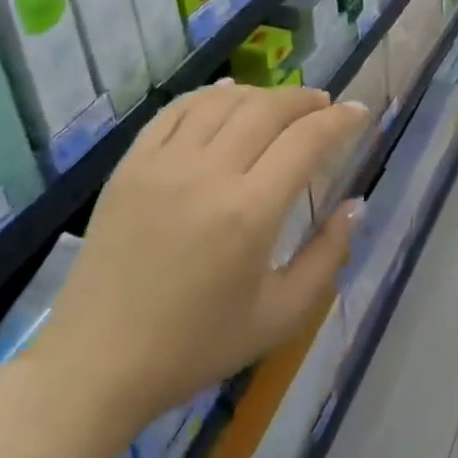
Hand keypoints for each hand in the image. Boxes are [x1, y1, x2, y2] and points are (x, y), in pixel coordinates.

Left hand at [32, 83, 371, 429]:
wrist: (98, 363)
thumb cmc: (196, 346)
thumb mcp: (279, 316)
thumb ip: (328, 257)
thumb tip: (355, 205)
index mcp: (250, 213)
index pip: (306, 141)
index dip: (340, 120)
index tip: (359, 112)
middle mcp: (208, 174)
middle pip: (267, 110)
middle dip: (305, 100)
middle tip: (325, 106)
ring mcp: (163, 164)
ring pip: (222, 101)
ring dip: (261, 94)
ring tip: (280, 104)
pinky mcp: (130, 165)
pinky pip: (175, 111)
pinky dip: (209, 95)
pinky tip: (226, 96)